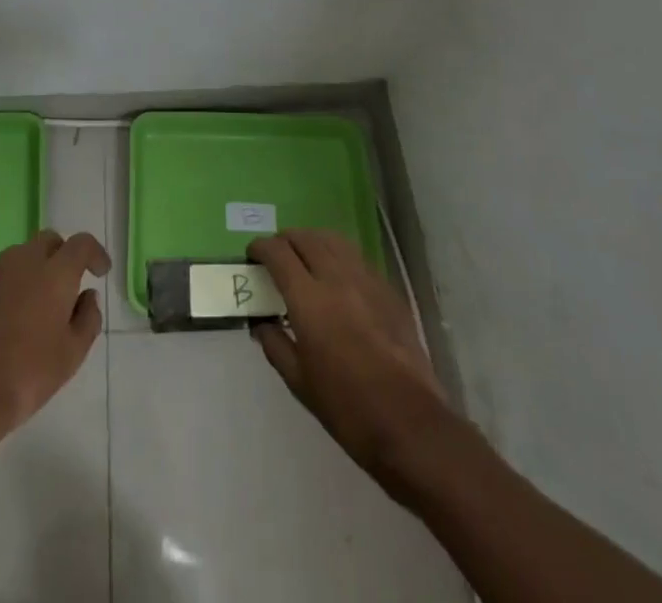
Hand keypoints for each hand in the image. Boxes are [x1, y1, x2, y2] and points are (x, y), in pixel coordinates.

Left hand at [0, 229, 109, 460]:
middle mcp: (23, 262)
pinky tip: (8, 324)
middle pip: (48, 241)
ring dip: (34, 271)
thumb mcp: (72, 354)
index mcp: (54, 272)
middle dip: (62, 255)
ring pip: (20, 258)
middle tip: (68, 284)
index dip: (95, 253)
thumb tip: (88, 297)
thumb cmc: (28, 374)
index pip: (81, 244)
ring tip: (38, 305)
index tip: (100, 271)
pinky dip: (10, 291)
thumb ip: (88, 319)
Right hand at [247, 229, 450, 479]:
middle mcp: (336, 278)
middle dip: (285, 240)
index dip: (261, 248)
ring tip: (304, 257)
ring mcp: (366, 280)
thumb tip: (261, 323)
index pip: (278, 253)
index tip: (252, 255)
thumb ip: (275, 344)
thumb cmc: (347, 408)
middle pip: (305, 238)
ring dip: (312, 241)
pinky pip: (356, 257)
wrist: (409, 423)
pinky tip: (337, 276)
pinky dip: (338, 255)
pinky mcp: (388, 289)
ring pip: (333, 240)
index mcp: (309, 300)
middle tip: (276, 256)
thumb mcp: (299, 383)